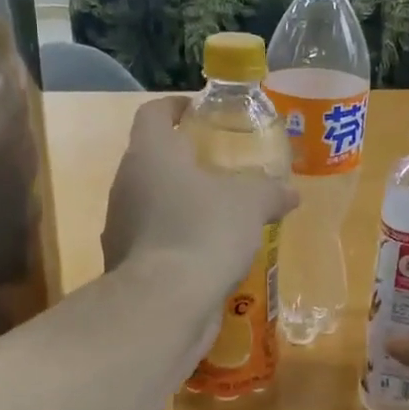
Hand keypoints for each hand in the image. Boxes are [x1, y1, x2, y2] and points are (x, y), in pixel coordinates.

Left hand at [102, 97, 296, 296]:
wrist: (164, 302)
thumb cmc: (204, 231)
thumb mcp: (250, 204)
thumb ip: (269, 191)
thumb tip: (290, 193)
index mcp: (150, 153)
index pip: (154, 113)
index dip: (175, 107)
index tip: (197, 112)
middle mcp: (125, 183)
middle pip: (152, 160)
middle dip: (183, 162)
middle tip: (220, 168)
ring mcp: (118, 226)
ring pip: (150, 203)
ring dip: (179, 204)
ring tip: (217, 215)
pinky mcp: (123, 263)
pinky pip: (152, 240)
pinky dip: (175, 241)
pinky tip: (205, 255)